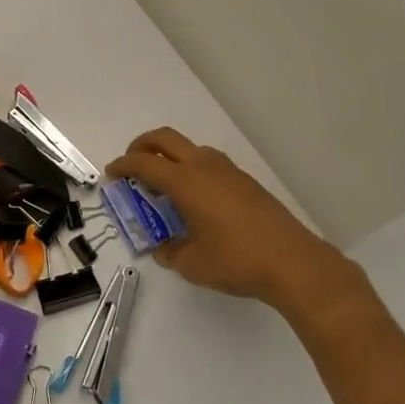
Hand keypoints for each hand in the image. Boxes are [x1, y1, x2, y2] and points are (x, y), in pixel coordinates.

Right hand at [106, 127, 359, 318]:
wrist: (293, 262)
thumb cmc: (236, 261)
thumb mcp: (193, 264)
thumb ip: (171, 253)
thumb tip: (163, 249)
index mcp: (185, 182)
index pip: (144, 163)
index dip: (123, 165)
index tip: (112, 173)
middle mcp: (205, 166)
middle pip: (165, 139)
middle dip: (142, 146)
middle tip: (132, 164)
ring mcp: (228, 170)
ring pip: (190, 148)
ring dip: (171, 157)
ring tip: (164, 186)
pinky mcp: (245, 181)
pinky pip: (209, 163)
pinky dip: (192, 170)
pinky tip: (196, 199)